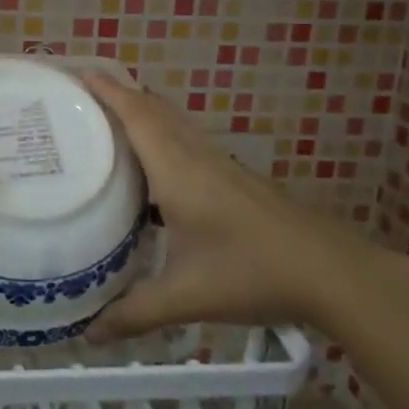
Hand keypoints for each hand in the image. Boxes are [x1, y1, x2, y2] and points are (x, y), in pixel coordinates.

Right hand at [85, 73, 371, 338]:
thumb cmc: (253, 272)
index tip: (76, 73)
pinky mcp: (235, 177)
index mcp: (176, 169)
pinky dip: (161, 134)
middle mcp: (196, 155)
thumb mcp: (186, 296)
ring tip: (106, 123)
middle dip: (117, 94)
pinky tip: (154, 165)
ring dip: (141, 112)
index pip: (136, 114)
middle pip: (153, 109)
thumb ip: (134, 312)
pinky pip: (187, 140)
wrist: (332, 272)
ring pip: (173, 122)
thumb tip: (87, 335)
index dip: (106, 90)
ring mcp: (220, 163)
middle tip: (79, 100)